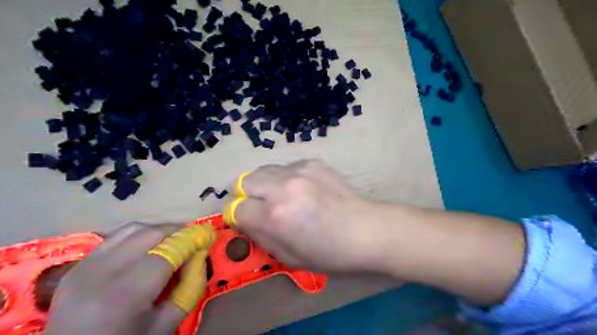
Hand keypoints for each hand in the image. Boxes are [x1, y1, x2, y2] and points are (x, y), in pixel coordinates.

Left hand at [43, 222, 207, 333]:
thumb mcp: (167, 324)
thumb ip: (190, 286)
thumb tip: (200, 254)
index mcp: (125, 295)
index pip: (167, 252)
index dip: (192, 239)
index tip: (209, 234)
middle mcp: (101, 273)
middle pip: (151, 234)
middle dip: (179, 231)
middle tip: (194, 238)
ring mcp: (84, 266)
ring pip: (133, 229)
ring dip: (159, 230)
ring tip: (173, 240)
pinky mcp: (78, 265)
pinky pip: (116, 237)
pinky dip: (139, 235)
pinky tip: (148, 246)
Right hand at [236, 159, 374, 271]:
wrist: (365, 230)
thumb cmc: (328, 252)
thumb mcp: (288, 257)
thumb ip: (260, 236)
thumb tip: (245, 219)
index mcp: (274, 216)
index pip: (237, 208)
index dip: (240, 216)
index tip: (249, 221)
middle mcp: (282, 187)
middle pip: (244, 181)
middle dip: (247, 195)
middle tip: (262, 207)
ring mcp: (298, 171)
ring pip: (263, 170)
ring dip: (265, 184)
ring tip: (282, 197)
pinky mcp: (312, 163)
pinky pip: (286, 168)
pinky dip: (286, 178)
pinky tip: (303, 190)